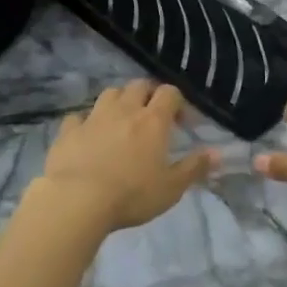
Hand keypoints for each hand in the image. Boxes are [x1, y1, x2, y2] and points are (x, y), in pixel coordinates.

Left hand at [36, 80, 215, 233]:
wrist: (77, 200)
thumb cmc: (132, 195)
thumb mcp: (171, 188)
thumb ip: (195, 168)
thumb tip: (218, 153)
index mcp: (153, 120)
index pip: (169, 93)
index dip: (178, 102)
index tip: (182, 122)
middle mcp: (125, 110)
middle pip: (139, 85)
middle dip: (148, 94)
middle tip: (152, 116)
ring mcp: (94, 117)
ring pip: (110, 93)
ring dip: (119, 101)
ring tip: (121, 120)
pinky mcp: (68, 131)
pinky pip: (78, 116)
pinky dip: (85, 121)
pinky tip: (87, 134)